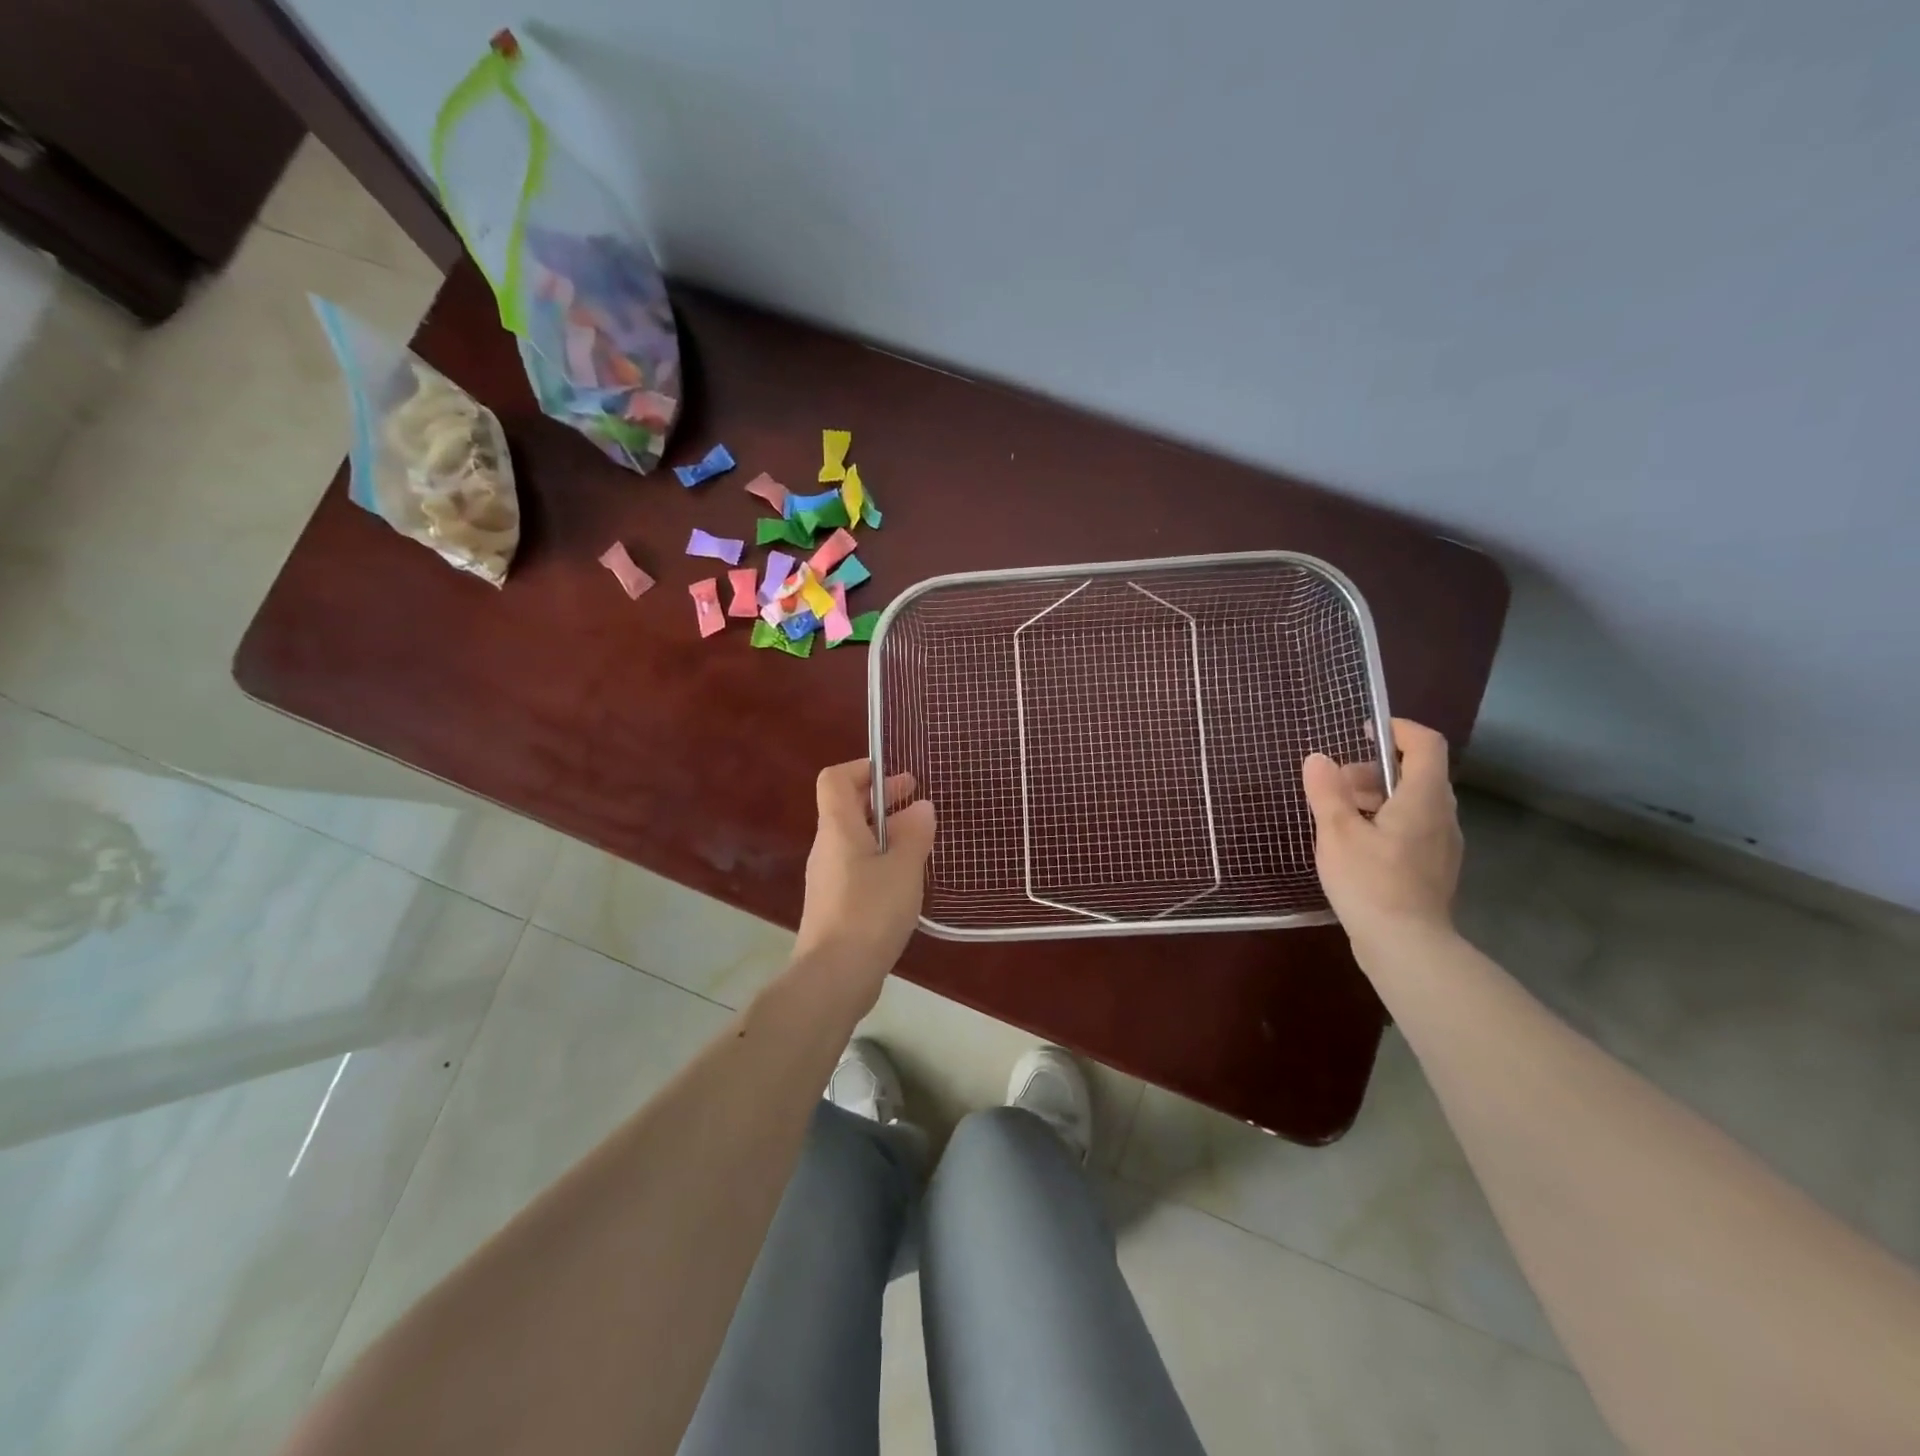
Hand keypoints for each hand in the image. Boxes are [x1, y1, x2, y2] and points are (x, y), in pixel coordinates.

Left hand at [792, 760, 936, 1006]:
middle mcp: (827, 848)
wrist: (834, 976)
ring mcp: (828, 878)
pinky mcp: (835, 904)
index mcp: (838, 829)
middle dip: (882, 799)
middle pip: (847, 808)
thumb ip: (914, 834)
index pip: (836, 780)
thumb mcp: (904, 868)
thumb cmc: (870, 912)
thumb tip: (920, 807)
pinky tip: (905, 879)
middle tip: (918, 801)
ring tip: (919, 840)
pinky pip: (856, 867)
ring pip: (854, 840)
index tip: (896, 776)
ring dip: (884, 831)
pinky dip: (879, 860)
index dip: (862, 769)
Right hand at [1301, 718, 1461, 948]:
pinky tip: (1355, 846)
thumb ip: (1326, 791)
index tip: (1364, 731)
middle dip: (1373, 770)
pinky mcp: (1434, 867)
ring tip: (1338, 817)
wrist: (1407, 946)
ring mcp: (1443, 844)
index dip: (1397, 729)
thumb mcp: (1337, 832)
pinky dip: (1385, 821)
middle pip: (1415, 773)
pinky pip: (1413, 827)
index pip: (1425, 743)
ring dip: (1376, 798)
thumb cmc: (1370, 882)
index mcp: (1424, 798)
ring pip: (1413, 803)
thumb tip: (1317, 758)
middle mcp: (1442, 815)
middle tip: (1335, 786)